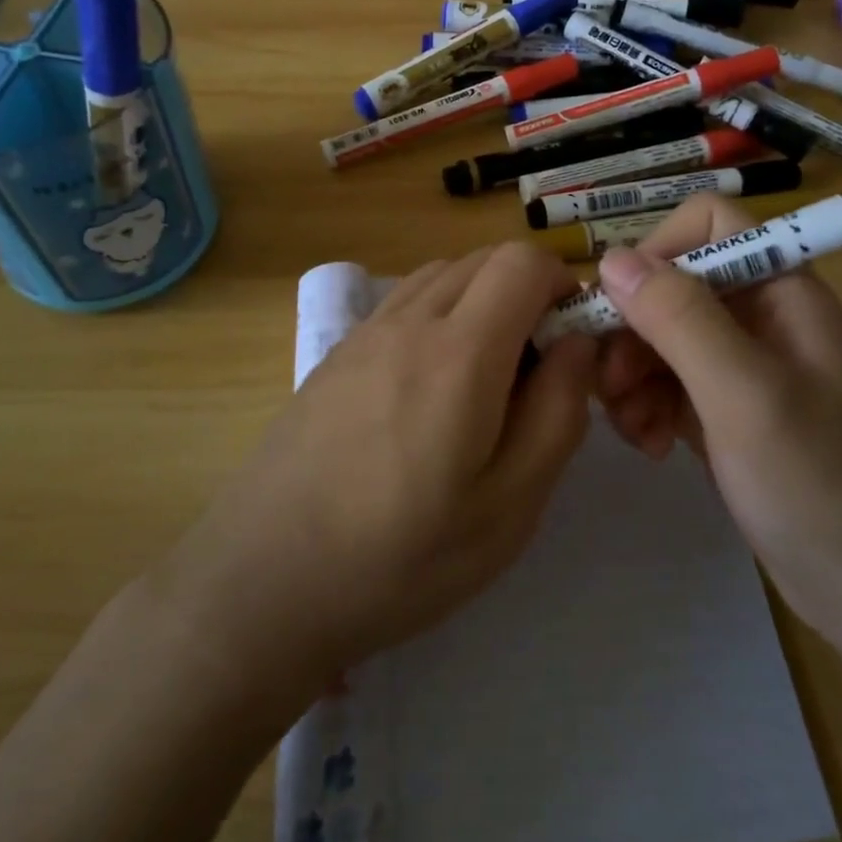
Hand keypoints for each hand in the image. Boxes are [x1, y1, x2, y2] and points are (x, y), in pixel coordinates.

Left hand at [165, 243, 597, 715]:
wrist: (265, 581)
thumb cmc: (402, 556)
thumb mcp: (510, 505)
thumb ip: (558, 412)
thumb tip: (576, 344)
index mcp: (460, 351)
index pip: (522, 261)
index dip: (562, 284)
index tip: (572, 340)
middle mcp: (409, 320)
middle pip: (483, 260)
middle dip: (526, 292)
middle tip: (535, 368)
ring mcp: (364, 332)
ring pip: (441, 275)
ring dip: (480, 300)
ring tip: (485, 377)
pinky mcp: (336, 353)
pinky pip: (403, 303)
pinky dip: (438, 314)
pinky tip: (430, 387)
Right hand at [592, 196, 841, 654]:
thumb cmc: (817, 484)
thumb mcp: (744, 394)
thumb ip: (680, 318)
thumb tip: (611, 257)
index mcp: (781, 289)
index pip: (708, 224)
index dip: (658, 251)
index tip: (618, 306)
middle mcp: (760, 315)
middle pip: (671, 285)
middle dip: (632, 330)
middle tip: (609, 387)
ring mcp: (742, 365)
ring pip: (660, 335)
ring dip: (632, 375)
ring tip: (631, 429)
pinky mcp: (725, 409)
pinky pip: (667, 382)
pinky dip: (648, 406)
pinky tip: (651, 446)